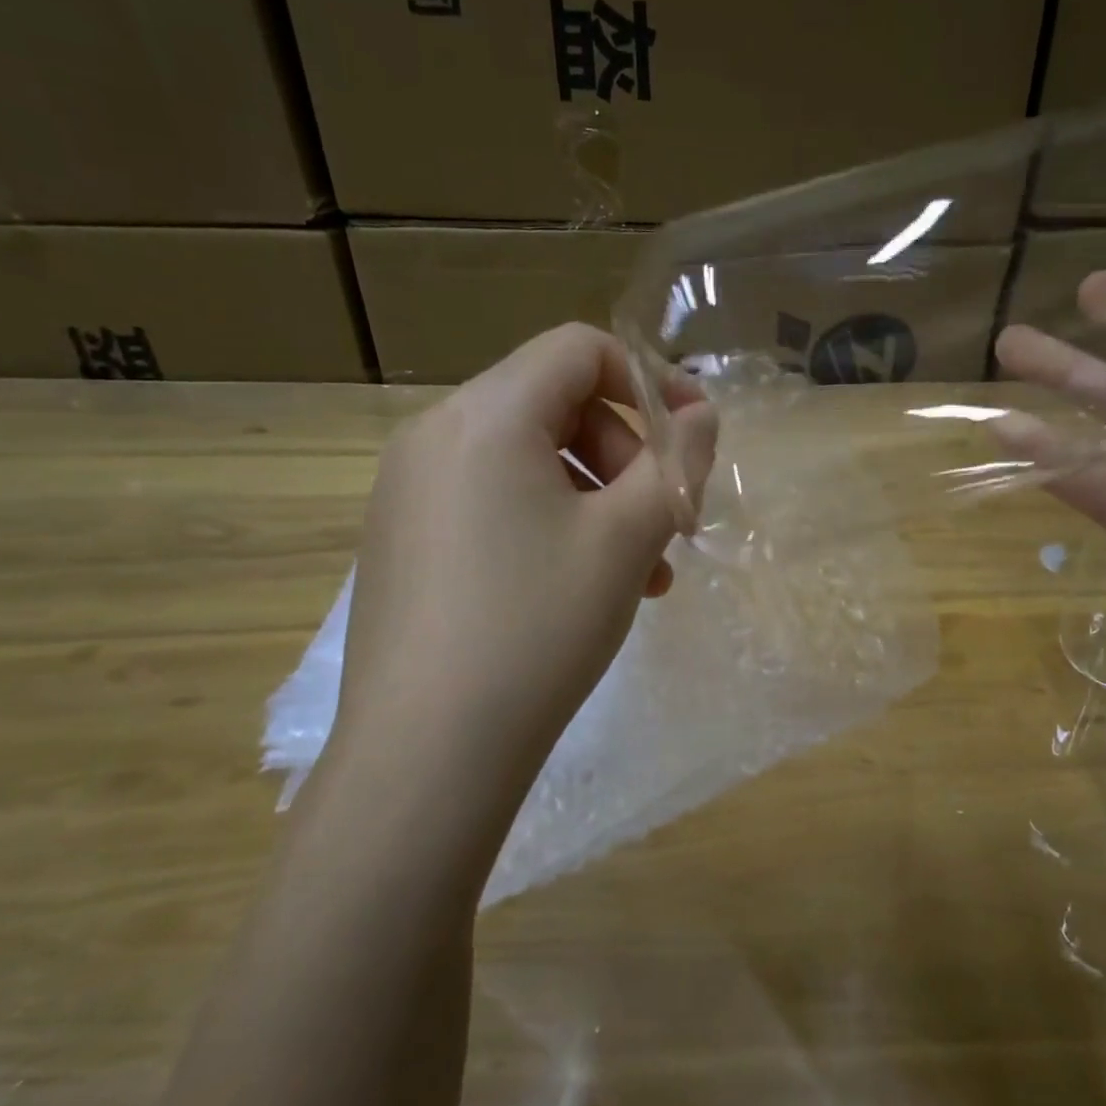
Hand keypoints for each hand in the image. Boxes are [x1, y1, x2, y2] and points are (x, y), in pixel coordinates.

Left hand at [327, 325, 713, 845]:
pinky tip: (583, 588)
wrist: (425, 755)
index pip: (580, 350)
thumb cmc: (538, 627)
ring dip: (597, 499)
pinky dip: (549, 524)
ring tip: (641, 572)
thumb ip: (677, 462)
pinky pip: (493, 501)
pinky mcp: (404, 539)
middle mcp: (435, 434)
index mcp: (486, 415)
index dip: (649, 380)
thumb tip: (701, 415)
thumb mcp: (628, 537)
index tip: (691, 440)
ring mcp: (409, 489)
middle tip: (667, 524)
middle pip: (556, 404)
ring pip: (529, 461)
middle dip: (627, 455)